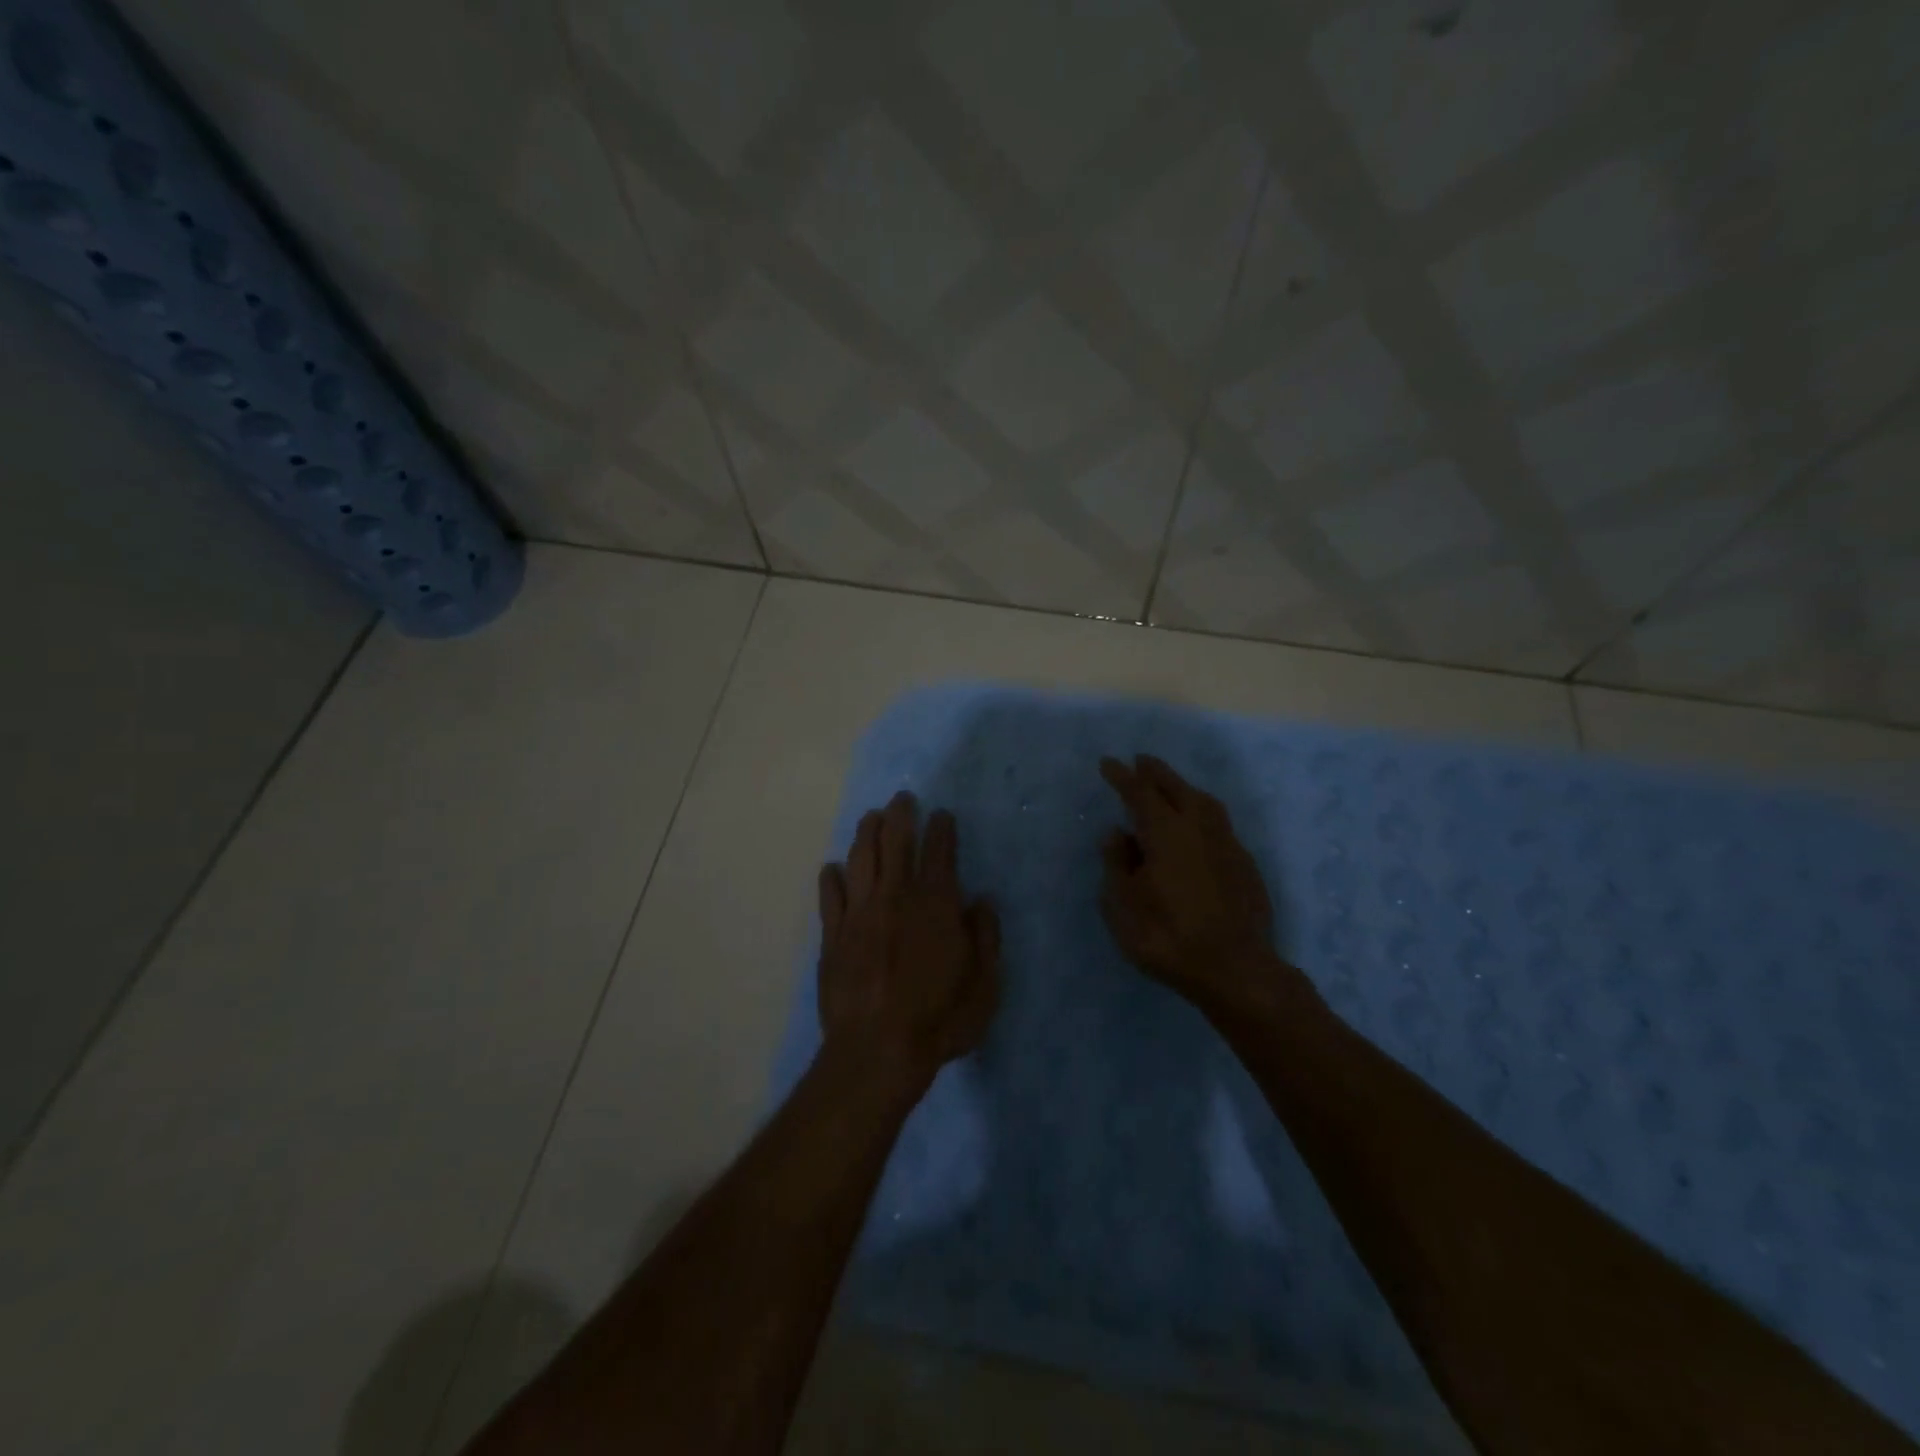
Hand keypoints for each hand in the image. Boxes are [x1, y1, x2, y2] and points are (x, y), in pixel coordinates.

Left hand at [817, 791, 1000, 1091]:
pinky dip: (831, 878)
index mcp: (936, 905)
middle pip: (895, 843)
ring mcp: (859, 914)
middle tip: (902, 798)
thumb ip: (985, 937)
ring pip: (860, 860)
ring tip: (870, 818)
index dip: (942, 829)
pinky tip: (831, 869)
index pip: (940, 853)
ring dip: (865, 834)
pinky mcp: (833, 936)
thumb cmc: (939, 1019)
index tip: (942, 815)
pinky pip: (830, 897)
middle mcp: (896, 897)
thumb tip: (981, 901)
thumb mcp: (984, 984)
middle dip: (900, 815)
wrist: (876, 1051)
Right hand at [1099, 754, 1284, 1009]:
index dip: (1122, 777)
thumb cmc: (1167, 937)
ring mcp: (1226, 843)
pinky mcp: (1244, 863)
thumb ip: (1116, 865)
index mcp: (1165, 834)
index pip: (1139, 794)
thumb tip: (1117, 833)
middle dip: (1156, 773)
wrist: (1235, 969)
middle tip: (1140, 761)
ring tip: (1170, 785)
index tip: (1108, 763)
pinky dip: (1202, 811)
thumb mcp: (1122, 907)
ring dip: (1183, 788)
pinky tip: (1197, 825)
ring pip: (1204, 802)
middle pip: (1176, 788)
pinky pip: (1218, 822)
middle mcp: (1198, 828)